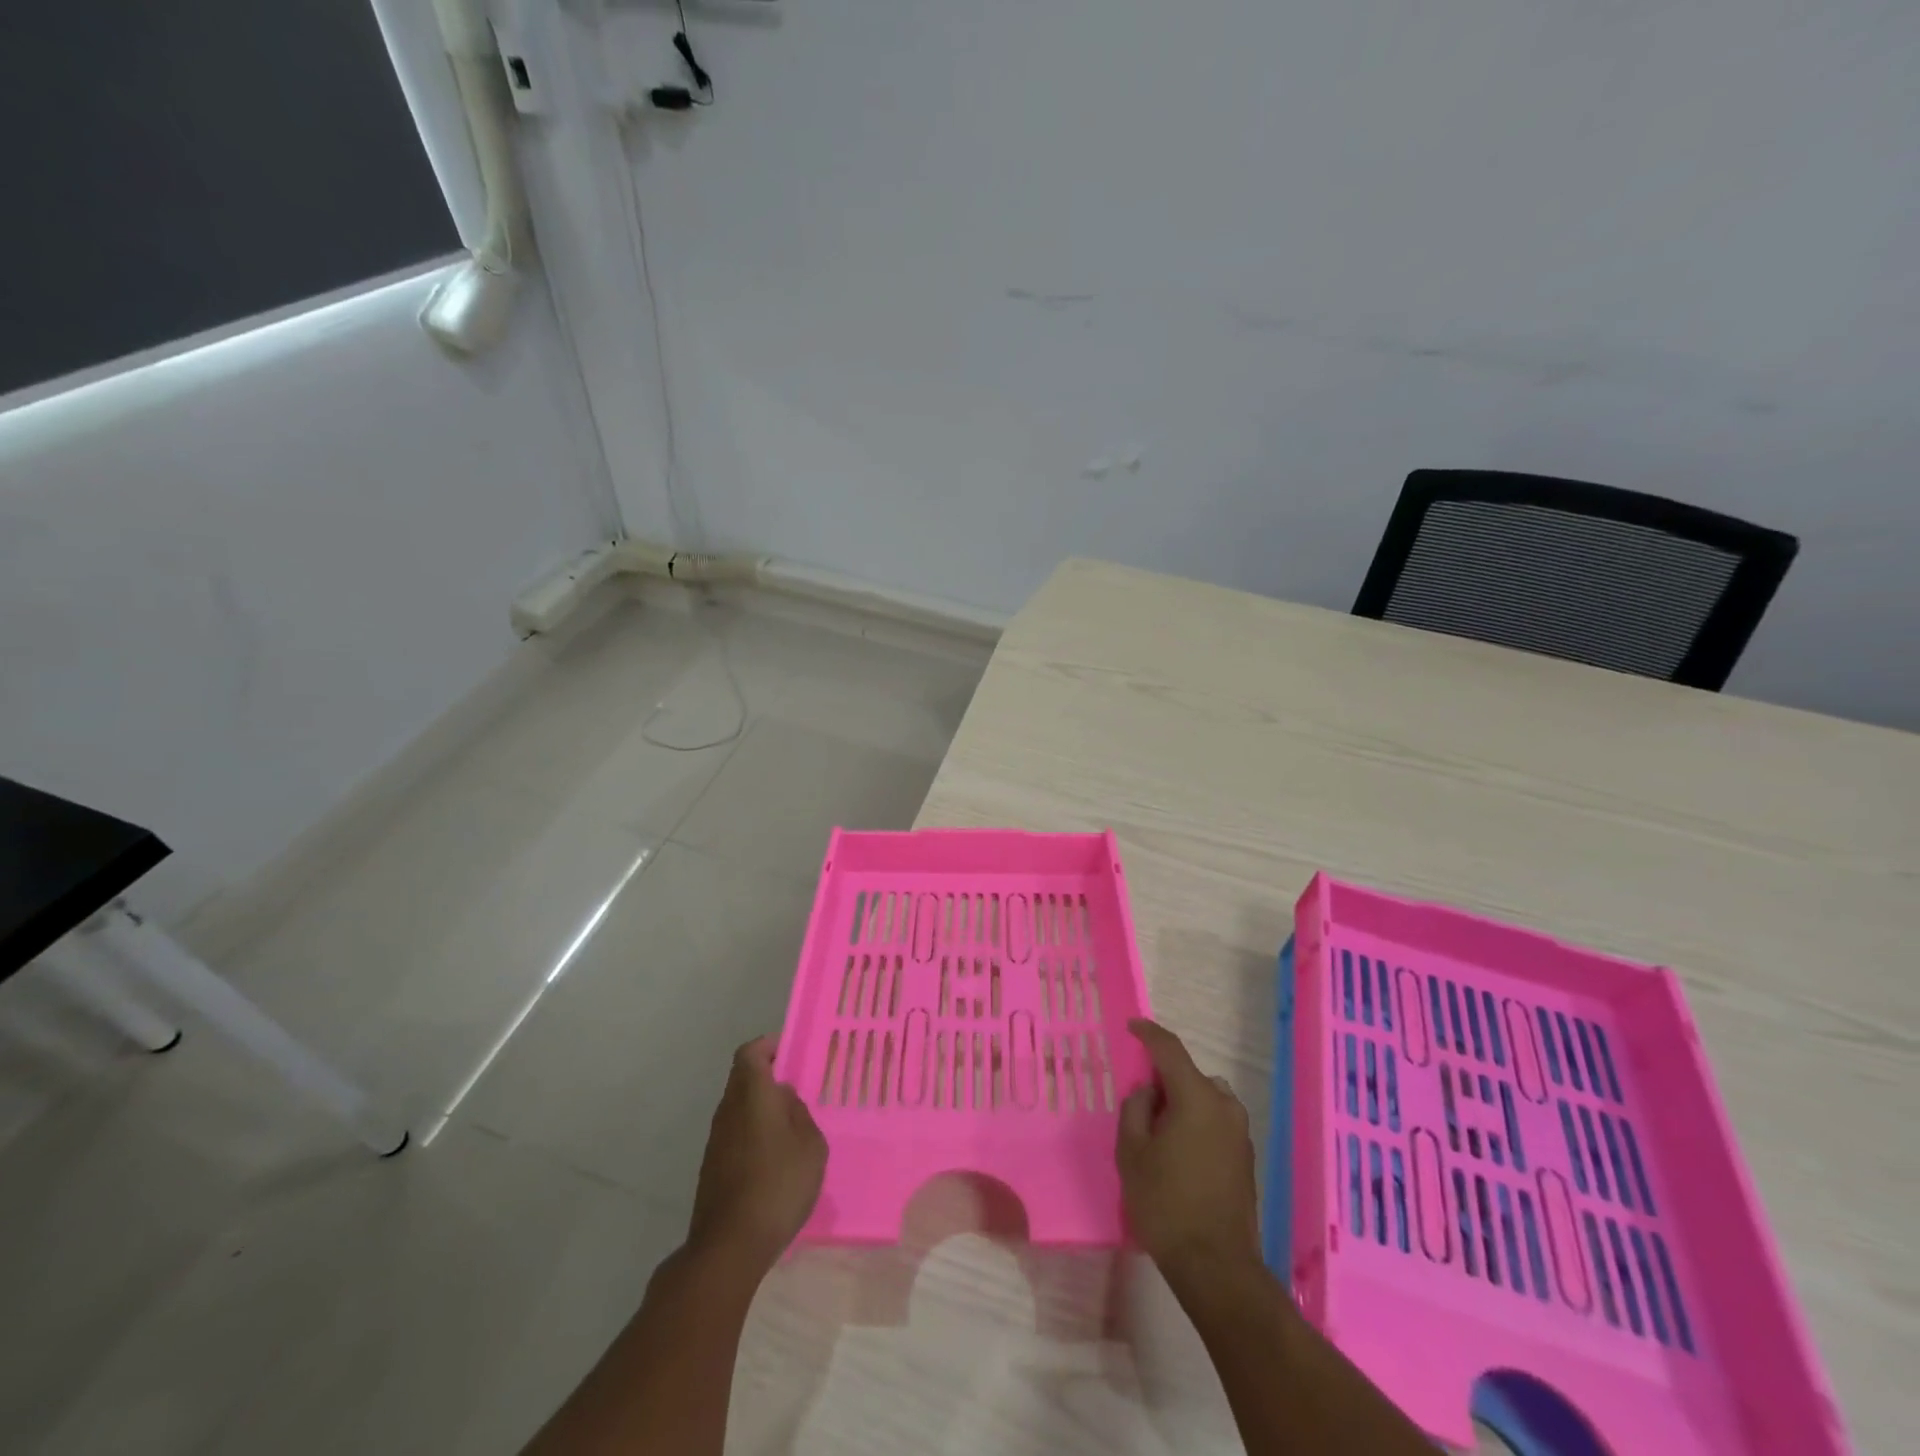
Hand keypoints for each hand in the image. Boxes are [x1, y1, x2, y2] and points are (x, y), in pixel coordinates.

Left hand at [686, 1037, 826, 1272]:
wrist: (730, 1245)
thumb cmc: (778, 1184)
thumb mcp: (810, 1145)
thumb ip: (800, 1114)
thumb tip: (785, 1101)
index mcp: (752, 1093)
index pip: (751, 1052)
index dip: (768, 1046)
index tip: (789, 1052)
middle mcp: (728, 1109)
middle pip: (742, 1078)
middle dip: (767, 1077)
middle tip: (797, 1088)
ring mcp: (716, 1140)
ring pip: (738, 1107)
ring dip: (760, 1108)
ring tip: (791, 1125)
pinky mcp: (712, 1167)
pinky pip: (735, 1134)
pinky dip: (753, 1134)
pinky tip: (775, 1158)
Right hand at [1117, 1018, 1260, 1279]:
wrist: (1216, 1267)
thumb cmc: (1166, 1203)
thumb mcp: (1132, 1152)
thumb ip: (1135, 1110)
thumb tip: (1147, 1092)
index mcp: (1196, 1097)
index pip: (1170, 1049)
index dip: (1148, 1033)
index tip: (1132, 1026)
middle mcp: (1224, 1106)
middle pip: (1189, 1076)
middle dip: (1163, 1079)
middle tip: (1138, 1099)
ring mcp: (1240, 1133)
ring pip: (1204, 1100)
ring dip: (1181, 1103)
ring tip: (1157, 1131)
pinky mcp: (1246, 1158)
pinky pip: (1214, 1122)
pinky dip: (1195, 1123)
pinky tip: (1178, 1153)